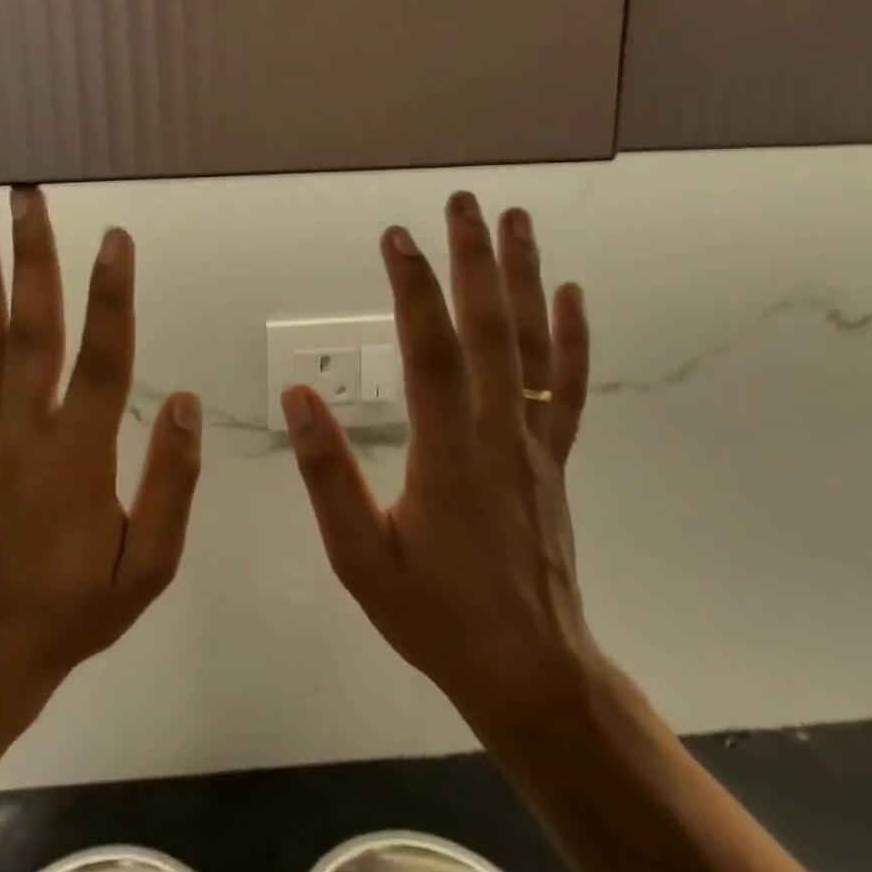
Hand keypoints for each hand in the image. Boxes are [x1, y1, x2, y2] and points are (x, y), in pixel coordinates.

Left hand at [0, 189, 202, 724]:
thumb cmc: (78, 605)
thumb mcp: (151, 565)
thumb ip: (172, 483)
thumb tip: (187, 402)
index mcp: (79, 457)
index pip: (103, 360)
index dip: (112, 296)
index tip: (115, 238)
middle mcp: (23, 429)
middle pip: (31, 328)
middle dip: (32, 256)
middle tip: (27, 195)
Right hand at [284, 193, 602, 751]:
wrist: (529, 670)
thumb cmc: (434, 614)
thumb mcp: (360, 557)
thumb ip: (328, 474)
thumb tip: (298, 395)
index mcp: (448, 454)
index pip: (431, 352)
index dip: (413, 289)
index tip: (396, 236)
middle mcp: (499, 433)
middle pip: (491, 330)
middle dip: (474, 259)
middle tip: (463, 201)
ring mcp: (536, 442)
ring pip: (535, 346)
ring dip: (525, 277)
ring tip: (517, 220)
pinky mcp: (555, 457)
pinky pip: (571, 388)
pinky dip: (574, 337)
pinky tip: (570, 294)